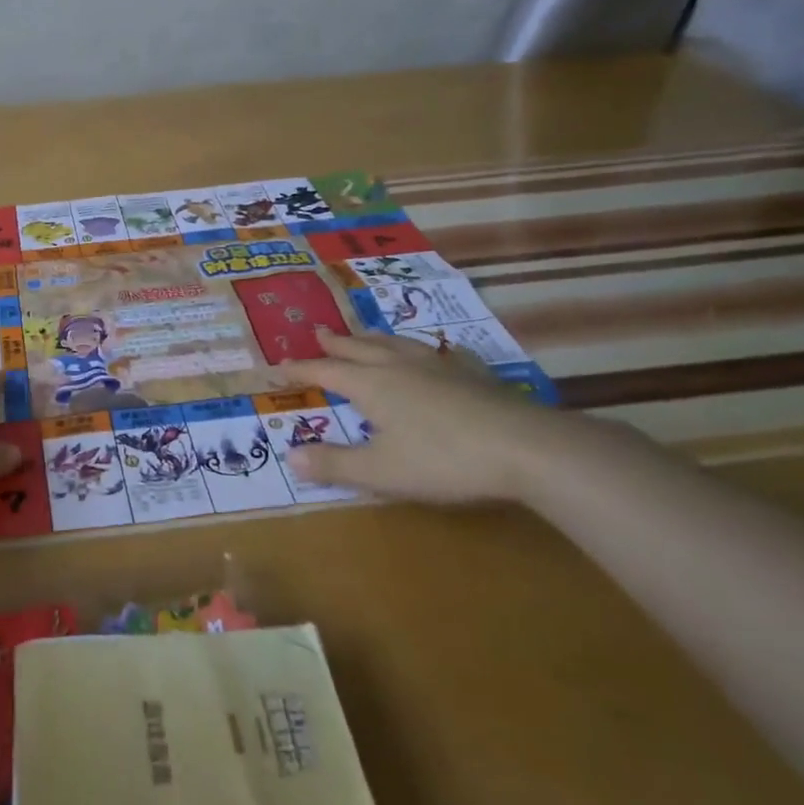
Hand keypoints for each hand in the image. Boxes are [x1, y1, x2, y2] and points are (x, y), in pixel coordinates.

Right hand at [279, 328, 574, 503]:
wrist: (524, 447)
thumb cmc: (443, 460)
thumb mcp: (380, 471)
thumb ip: (334, 464)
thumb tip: (290, 456)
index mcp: (372, 386)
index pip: (326, 372)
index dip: (301, 370)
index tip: (279, 367)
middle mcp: (399, 367)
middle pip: (359, 348)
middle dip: (335, 343)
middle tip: (318, 332)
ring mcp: (439, 367)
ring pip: (397, 344)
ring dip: (374, 339)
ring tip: (365, 335)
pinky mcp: (473, 375)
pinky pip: (442, 354)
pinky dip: (428, 351)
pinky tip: (440, 353)